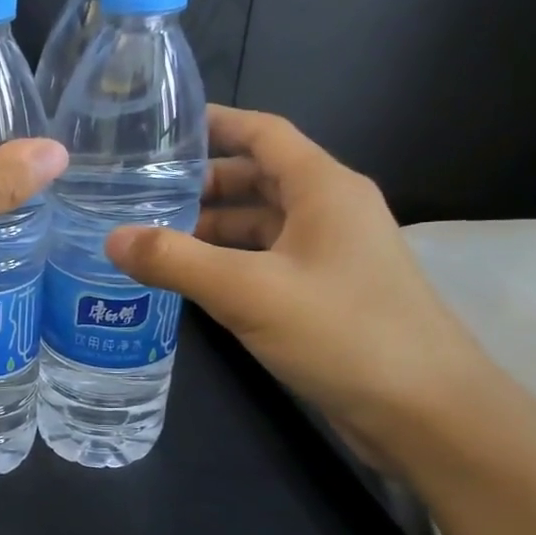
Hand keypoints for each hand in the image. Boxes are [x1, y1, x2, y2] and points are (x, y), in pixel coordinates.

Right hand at [105, 105, 489, 461]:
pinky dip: (222, 260)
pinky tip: (184, 277)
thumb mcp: (248, 291)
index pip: (263, 133)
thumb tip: (111, 238)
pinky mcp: (320, 292)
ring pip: (256, 223)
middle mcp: (327, 211)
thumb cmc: (344, 332)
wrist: (424, 412)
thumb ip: (175, 261)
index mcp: (323, 188)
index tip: (159, 125)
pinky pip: (261, 259)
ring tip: (146, 234)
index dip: (214, 123)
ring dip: (206, 226)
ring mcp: (326, 254)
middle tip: (133, 191)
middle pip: (254, 178)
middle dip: (197, 181)